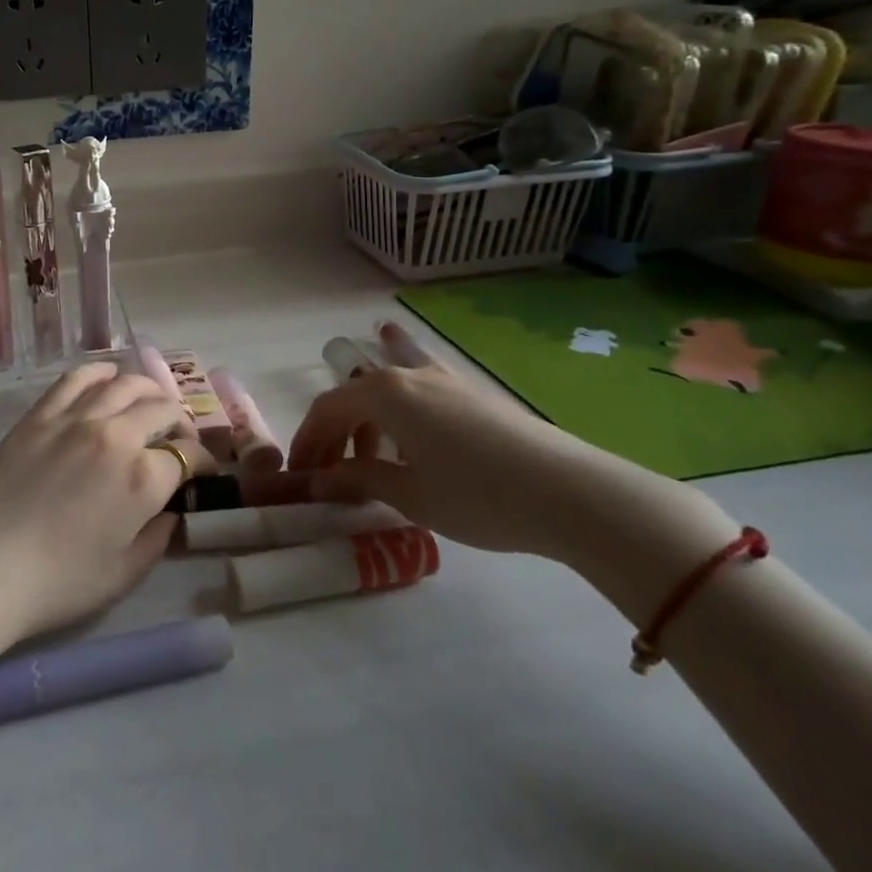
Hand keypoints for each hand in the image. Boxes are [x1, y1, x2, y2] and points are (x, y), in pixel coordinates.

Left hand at [0, 362, 215, 640]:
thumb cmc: (57, 583)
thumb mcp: (124, 574)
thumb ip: (157, 538)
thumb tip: (169, 512)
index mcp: (144, 479)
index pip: (188, 456)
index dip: (201, 463)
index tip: (202, 471)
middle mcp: (117, 436)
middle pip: (161, 410)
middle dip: (180, 421)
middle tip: (180, 435)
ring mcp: (76, 419)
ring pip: (125, 384)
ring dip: (147, 390)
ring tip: (150, 401)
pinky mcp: (41, 414)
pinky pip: (77, 379)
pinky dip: (100, 373)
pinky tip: (108, 377)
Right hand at [286, 324, 591, 558]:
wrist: (572, 494)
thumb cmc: (478, 496)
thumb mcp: (409, 495)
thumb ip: (357, 480)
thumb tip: (319, 481)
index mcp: (384, 394)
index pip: (326, 409)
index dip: (307, 441)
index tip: (299, 475)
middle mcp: (408, 375)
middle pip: (353, 397)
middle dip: (333, 434)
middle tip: (328, 473)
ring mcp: (443, 380)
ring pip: (386, 392)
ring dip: (366, 424)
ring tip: (370, 462)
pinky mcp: (472, 394)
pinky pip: (419, 390)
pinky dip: (400, 404)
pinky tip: (403, 399)